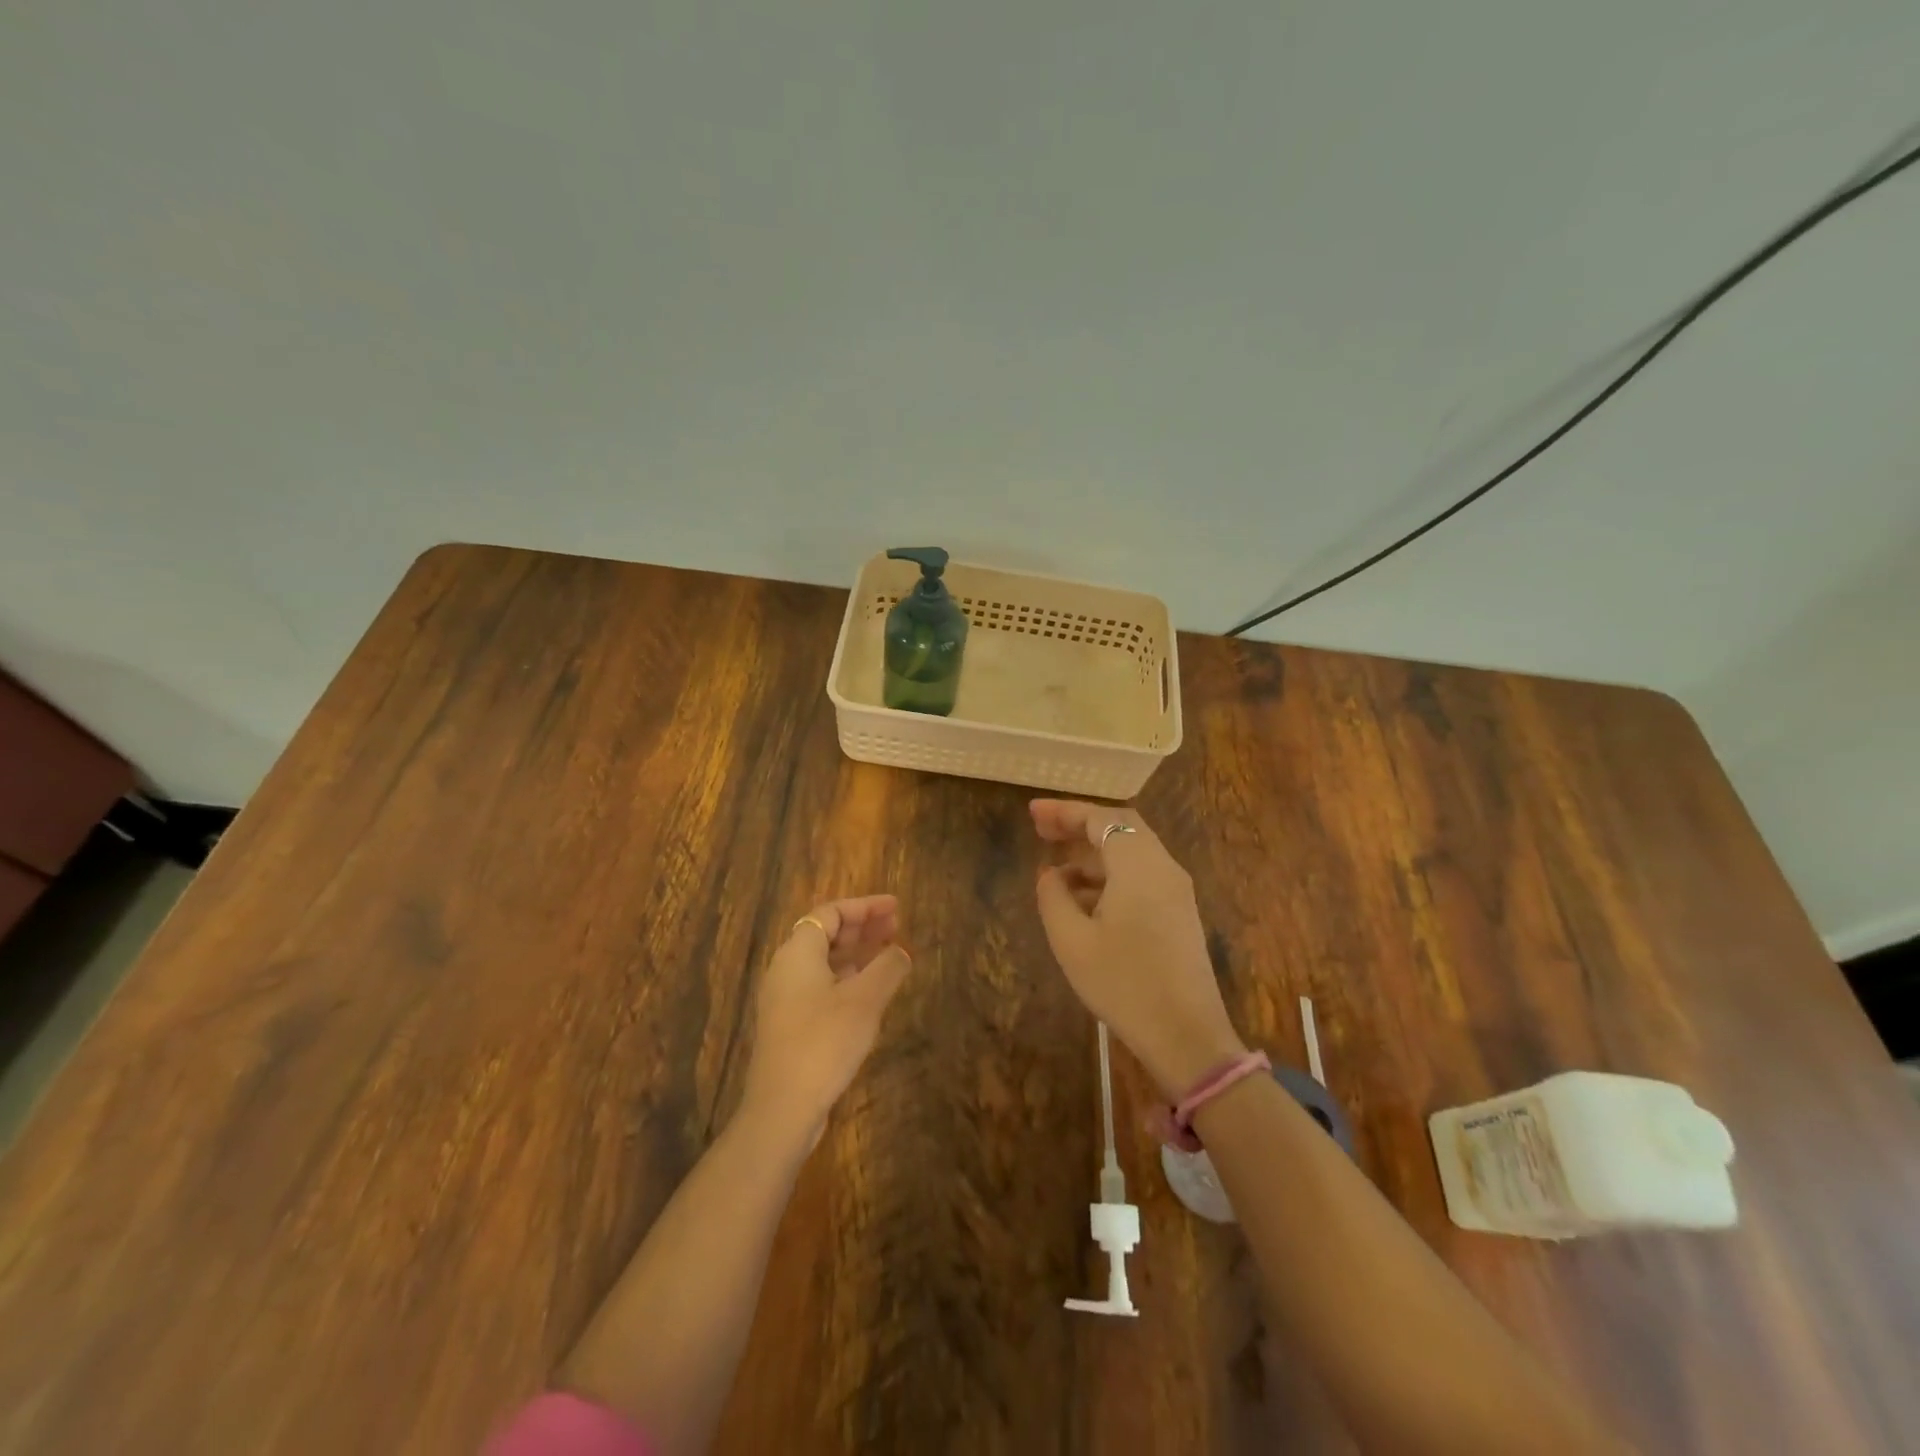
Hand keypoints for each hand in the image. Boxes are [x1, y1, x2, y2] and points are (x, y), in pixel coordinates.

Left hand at [741, 894, 911, 1139]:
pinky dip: (846, 978)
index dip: (865, 906)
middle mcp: (786, 969)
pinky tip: (869, 991)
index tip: (896, 907)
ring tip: (889, 954)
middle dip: (862, 927)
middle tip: (897, 927)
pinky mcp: (789, 1024)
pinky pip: (820, 985)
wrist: (783, 1107)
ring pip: (824, 961)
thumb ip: (887, 968)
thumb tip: (900, 951)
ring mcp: (784, 998)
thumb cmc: (824, 1041)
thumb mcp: (865, 1000)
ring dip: (856, 953)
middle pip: (825, 934)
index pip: (831, 912)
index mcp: (798, 952)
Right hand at [1031, 800, 1245, 1095]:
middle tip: (1042, 831)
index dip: (1064, 811)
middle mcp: (1163, 867)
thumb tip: (1050, 874)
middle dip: (1079, 826)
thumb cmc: (1124, 984)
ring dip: (1093, 854)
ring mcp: (1176, 891)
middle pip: (1121, 828)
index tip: (1032, 812)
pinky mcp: (1180, 914)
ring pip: (1131, 853)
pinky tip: (1083, 901)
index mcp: (1139, 865)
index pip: (1101, 818)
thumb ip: (1053, 897)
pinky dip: (1109, 876)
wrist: (1187, 1037)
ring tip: (1054, 871)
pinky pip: (1141, 877)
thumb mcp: (1072, 941)